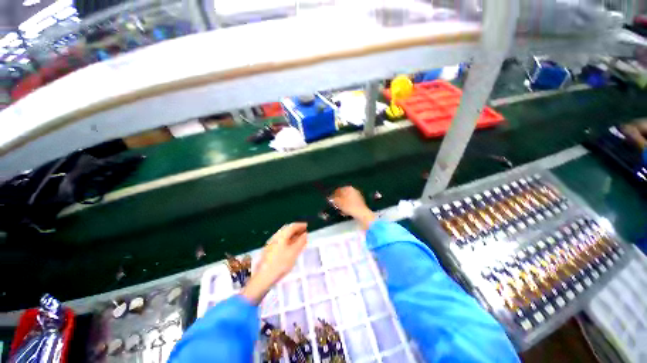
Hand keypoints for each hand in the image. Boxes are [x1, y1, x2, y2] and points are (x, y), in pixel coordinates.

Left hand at [242, 223, 307, 304]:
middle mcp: (275, 237)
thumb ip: (301, 242)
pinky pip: (282, 242)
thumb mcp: (294, 252)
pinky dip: (289, 241)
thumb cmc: (280, 263)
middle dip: (297, 230)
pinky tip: (292, 247)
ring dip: (293, 236)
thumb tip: (305, 234)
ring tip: (300, 239)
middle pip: (287, 230)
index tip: (308, 226)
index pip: (292, 226)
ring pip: (284, 236)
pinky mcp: (270, 250)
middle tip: (305, 232)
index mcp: (281, 235)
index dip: (301, 225)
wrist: (263, 277)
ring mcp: (272, 243)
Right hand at [330, 186, 375, 229]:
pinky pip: (351, 203)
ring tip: (339, 209)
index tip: (330, 200)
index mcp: (348, 188)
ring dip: (343, 204)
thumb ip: (333, 199)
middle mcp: (354, 190)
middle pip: (343, 194)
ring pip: (347, 199)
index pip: (339, 190)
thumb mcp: (339, 203)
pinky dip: (348, 206)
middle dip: (339, 200)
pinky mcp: (360, 202)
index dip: (333, 195)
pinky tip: (345, 212)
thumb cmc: (349, 206)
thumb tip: (330, 198)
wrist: (361, 213)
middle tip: (335, 205)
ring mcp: (358, 196)